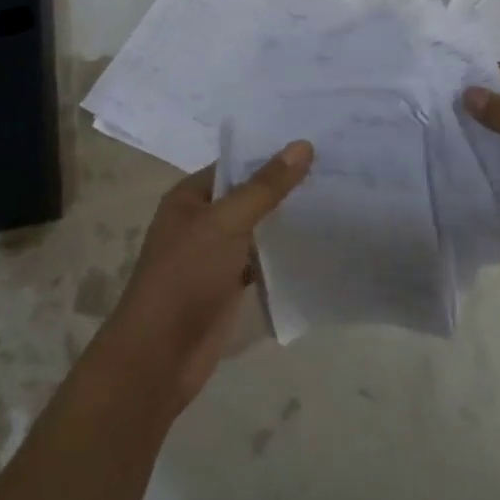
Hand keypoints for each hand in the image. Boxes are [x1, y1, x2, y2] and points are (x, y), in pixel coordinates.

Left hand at [110, 141, 312, 408]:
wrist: (161, 356)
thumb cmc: (186, 277)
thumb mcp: (226, 223)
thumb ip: (265, 187)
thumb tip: (303, 145)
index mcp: (190, 197)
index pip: (237, 163)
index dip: (273, 153)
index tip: (318, 143)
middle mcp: (202, 220)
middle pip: (250, 195)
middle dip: (287, 186)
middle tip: (338, 168)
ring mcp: (216, 254)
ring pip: (259, 228)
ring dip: (289, 219)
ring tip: (338, 198)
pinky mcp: (230, 284)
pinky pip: (262, 259)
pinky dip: (284, 252)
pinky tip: (320, 242)